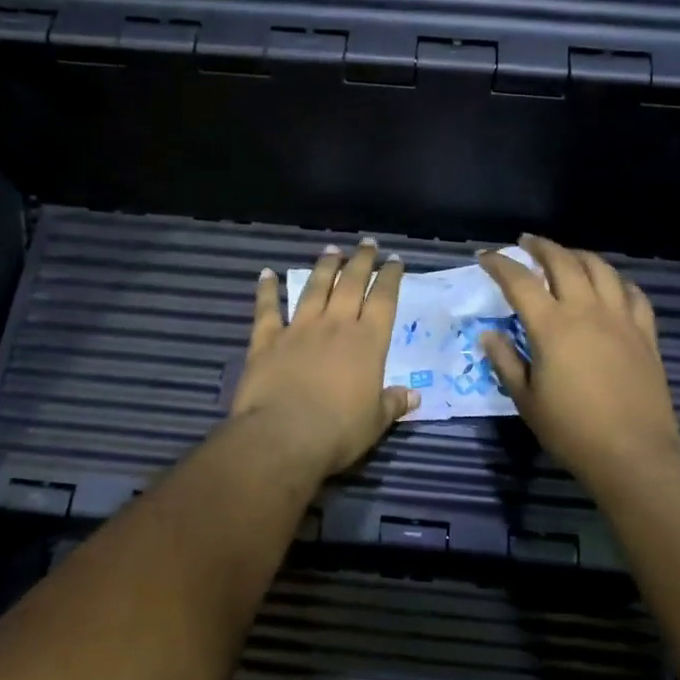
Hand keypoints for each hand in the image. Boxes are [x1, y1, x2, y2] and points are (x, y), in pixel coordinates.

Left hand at [230, 239, 418, 479]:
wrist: (283, 436)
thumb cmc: (338, 432)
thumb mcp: (375, 422)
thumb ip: (393, 404)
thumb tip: (414, 396)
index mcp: (367, 342)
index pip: (384, 299)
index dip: (390, 277)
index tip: (394, 260)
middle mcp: (335, 325)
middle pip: (351, 283)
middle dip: (361, 261)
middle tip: (367, 243)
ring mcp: (299, 329)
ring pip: (314, 288)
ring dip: (324, 266)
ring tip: (330, 249)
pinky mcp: (267, 340)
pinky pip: (267, 309)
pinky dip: (266, 290)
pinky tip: (266, 273)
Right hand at [478, 235, 679, 482]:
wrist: (634, 455)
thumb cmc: (572, 431)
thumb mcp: (527, 400)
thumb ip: (506, 362)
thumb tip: (489, 335)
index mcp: (552, 326)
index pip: (519, 281)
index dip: (499, 264)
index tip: (485, 257)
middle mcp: (586, 311)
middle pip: (563, 261)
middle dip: (541, 246)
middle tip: (526, 242)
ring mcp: (620, 319)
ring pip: (601, 269)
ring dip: (579, 255)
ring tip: (567, 255)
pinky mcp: (645, 334)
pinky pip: (633, 294)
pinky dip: (617, 281)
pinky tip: (611, 285)